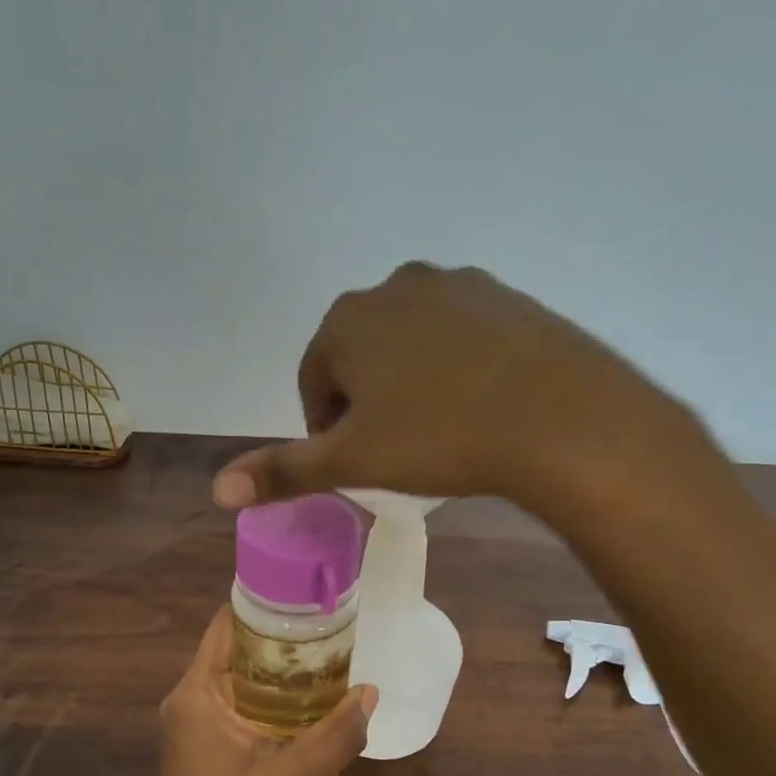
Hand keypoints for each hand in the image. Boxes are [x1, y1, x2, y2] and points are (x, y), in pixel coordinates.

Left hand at [148, 608, 374, 775]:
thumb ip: (334, 737)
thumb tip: (371, 693)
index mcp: (195, 694)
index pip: (225, 626)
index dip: (264, 607)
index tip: (306, 600)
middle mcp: (188, 698)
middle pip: (234, 647)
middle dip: (279, 639)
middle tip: (328, 632)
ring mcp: (194, 721)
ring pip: (238, 675)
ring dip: (277, 669)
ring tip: (326, 659)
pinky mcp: (204, 741)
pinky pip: (237, 700)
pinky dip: (268, 695)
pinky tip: (305, 702)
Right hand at [210, 263, 709, 516]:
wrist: (558, 416)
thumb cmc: (440, 437)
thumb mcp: (353, 461)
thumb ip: (283, 471)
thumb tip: (217, 490)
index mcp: (347, 321)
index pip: (315, 378)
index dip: (327, 427)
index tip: (355, 462)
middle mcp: (395, 286)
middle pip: (361, 355)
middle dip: (368, 401)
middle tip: (397, 450)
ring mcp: (456, 285)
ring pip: (412, 343)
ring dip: (411, 382)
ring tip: (441, 430)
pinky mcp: (507, 297)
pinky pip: (462, 336)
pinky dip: (457, 367)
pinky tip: (481, 405)